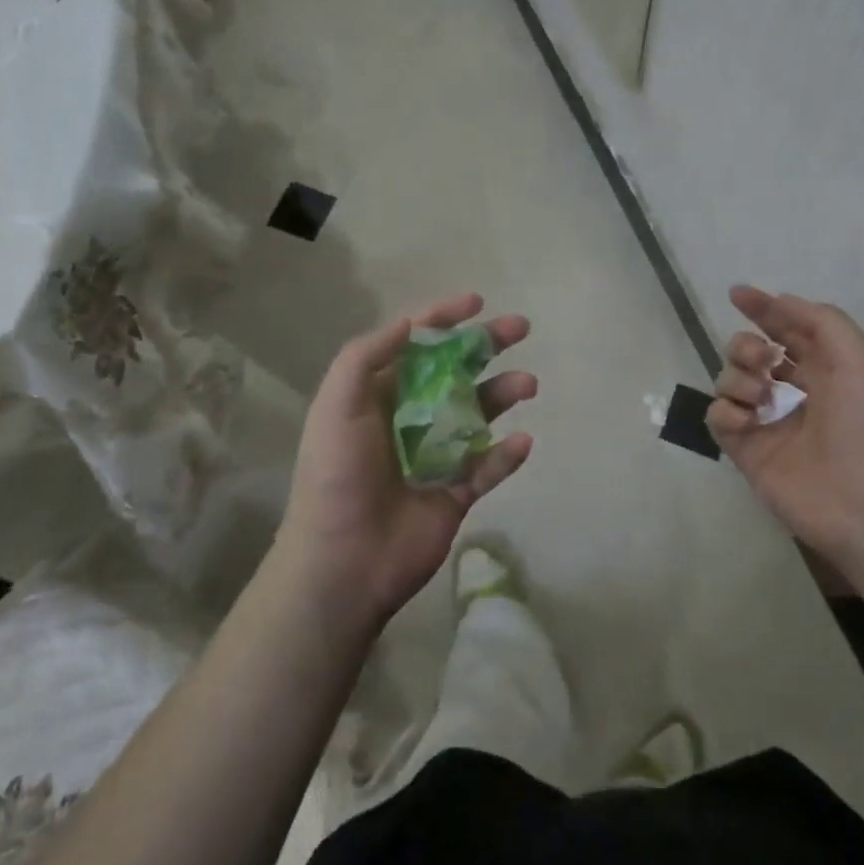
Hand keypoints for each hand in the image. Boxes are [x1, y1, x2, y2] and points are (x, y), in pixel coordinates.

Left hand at [277, 293, 536, 625]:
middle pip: (456, 371)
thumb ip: (366, 357)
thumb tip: (409, 322)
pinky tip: (521, 441)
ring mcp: (436, 456)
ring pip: (479, 415)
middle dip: (487, 347)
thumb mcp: (336, 405)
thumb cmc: (337, 476)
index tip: (478, 302)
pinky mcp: (456, 493)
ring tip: (527, 384)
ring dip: (504, 394)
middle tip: (520, 328)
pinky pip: (488, 467)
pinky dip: (507, 454)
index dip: (444, 319)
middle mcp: (410, 418)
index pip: (416, 346)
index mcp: (379, 395)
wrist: (342, 562)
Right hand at [706, 285, 863, 558]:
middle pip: (749, 353)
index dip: (763, 309)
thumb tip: (777, 301)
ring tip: (761, 398)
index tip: (737, 294)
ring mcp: (768, 424)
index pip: (787, 330)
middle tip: (761, 360)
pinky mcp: (747, 453)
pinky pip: (718, 417)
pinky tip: (746, 420)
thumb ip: (819, 320)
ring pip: (729, 381)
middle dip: (745, 346)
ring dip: (737, 377)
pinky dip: (725, 411)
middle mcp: (794, 393)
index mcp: (827, 370)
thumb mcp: (859, 359)